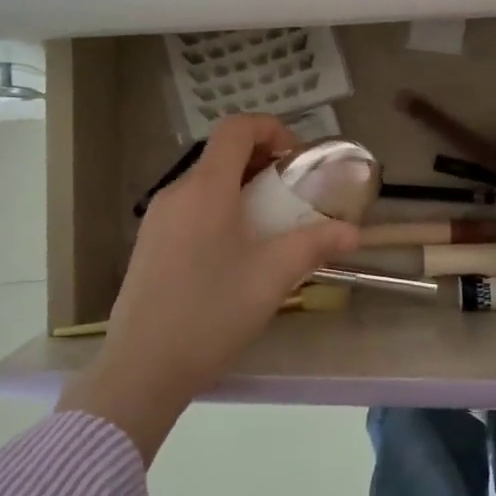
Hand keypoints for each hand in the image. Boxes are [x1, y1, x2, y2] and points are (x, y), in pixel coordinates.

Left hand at [56, 115, 358, 460]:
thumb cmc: (211, 312)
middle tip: (292, 192)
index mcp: (206, 188)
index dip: (271, 128)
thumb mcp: (272, 276)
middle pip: (221, 153)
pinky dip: (219, 208)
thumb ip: (315, 245)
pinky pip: (190, 207)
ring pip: (205, 182)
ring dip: (241, 187)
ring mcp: (158, 218)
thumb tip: (353, 232)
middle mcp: (177, 192)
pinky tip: (236, 251)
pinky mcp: (149, 243)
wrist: (142, 367)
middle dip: (262, 161)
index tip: (298, 158)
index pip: (236, 128)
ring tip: (270, 223)